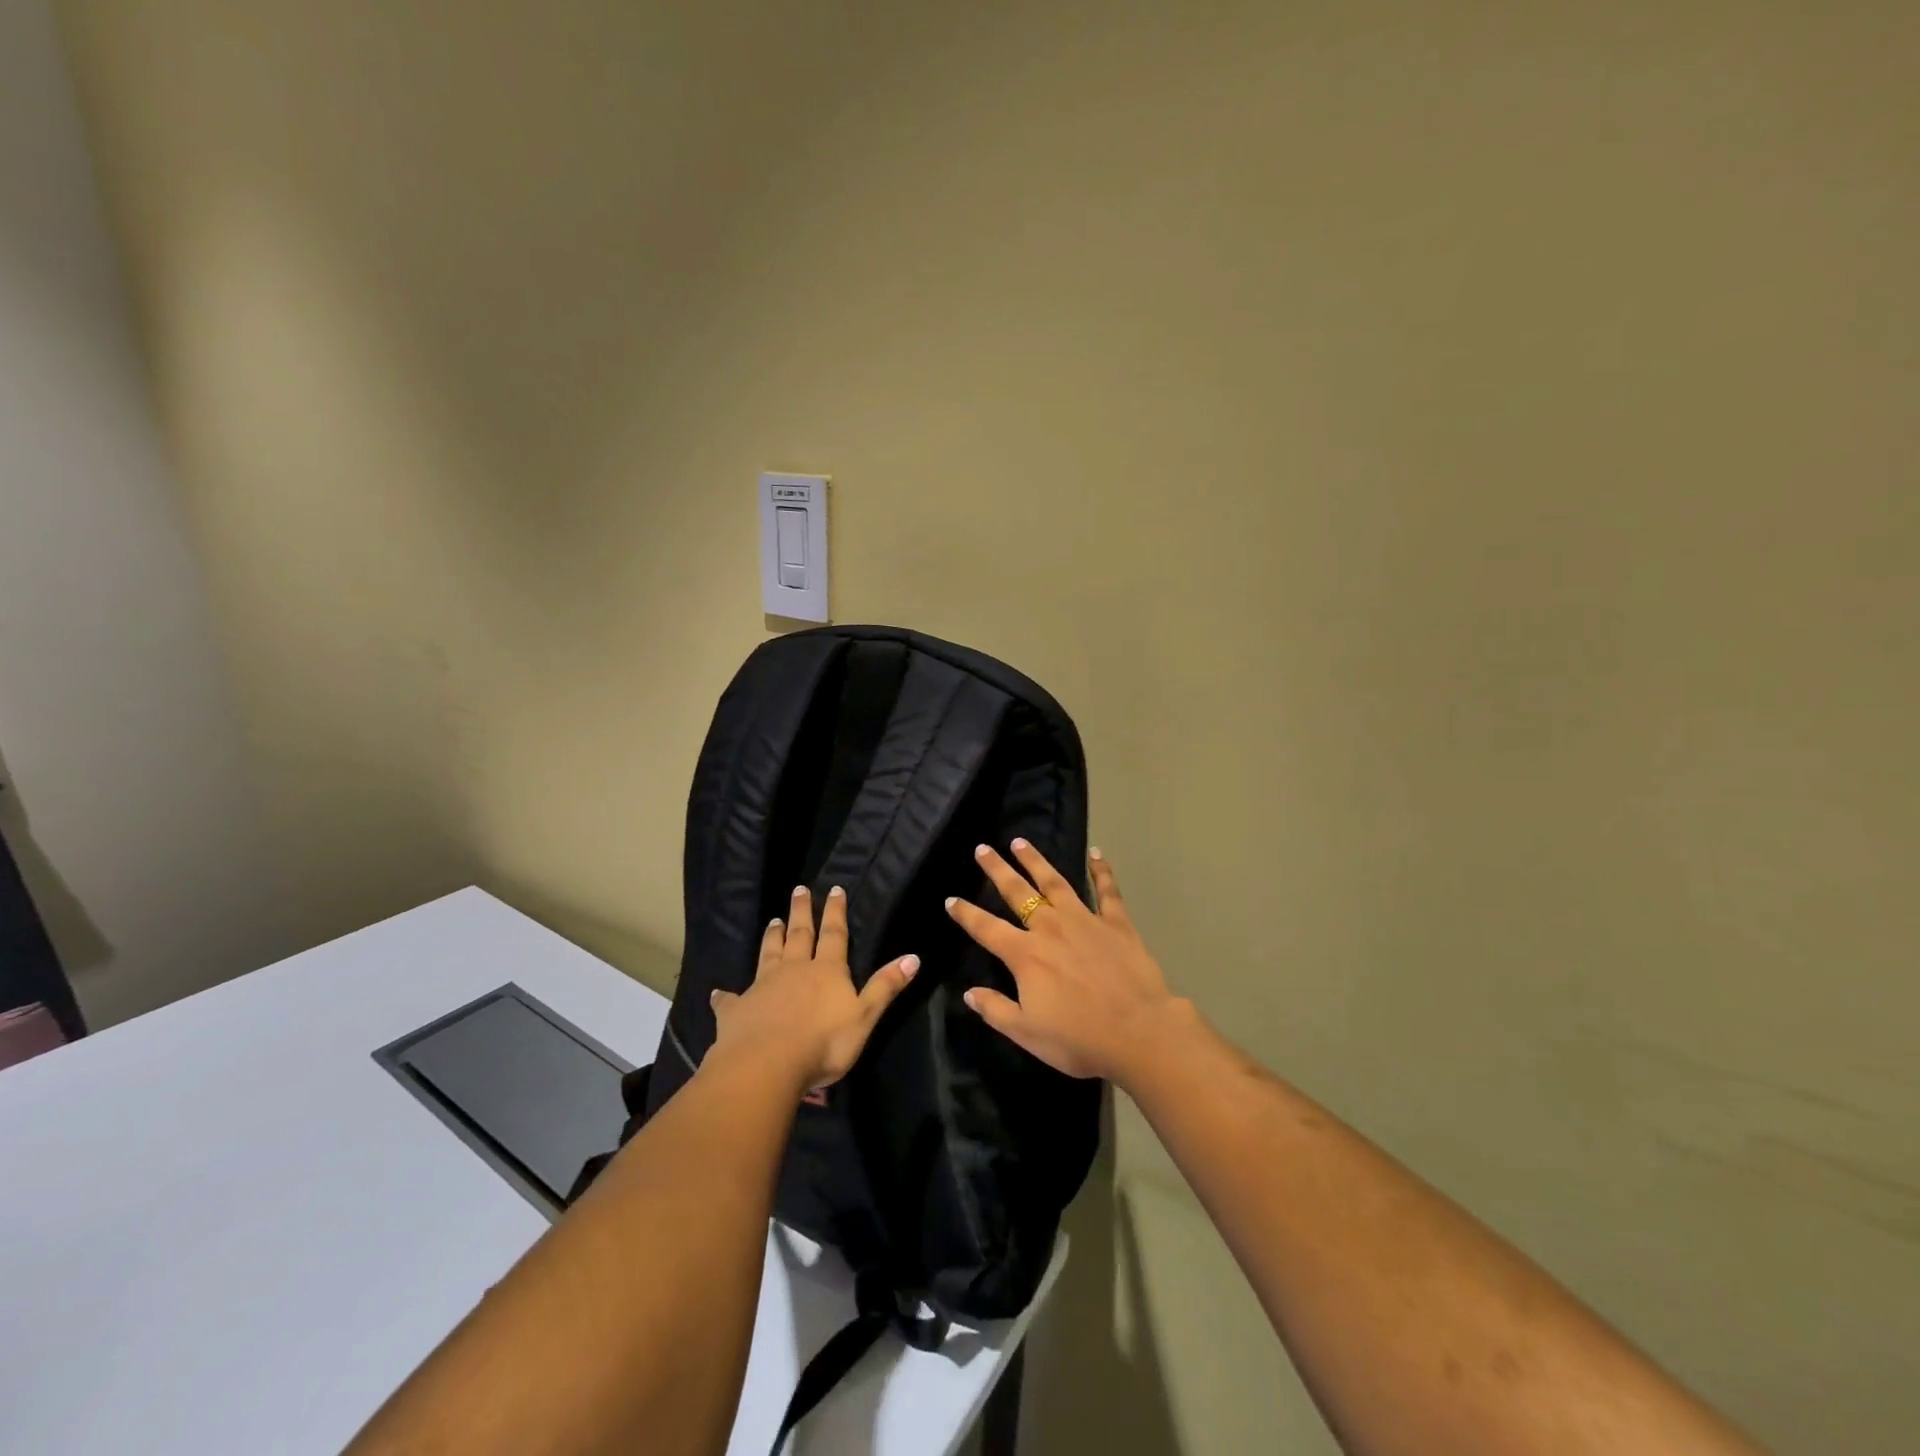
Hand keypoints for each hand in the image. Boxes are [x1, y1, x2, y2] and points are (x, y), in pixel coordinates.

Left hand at [708, 884, 917, 1092]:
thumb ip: (885, 987)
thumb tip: (913, 956)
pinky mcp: (736, 1010)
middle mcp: (794, 970)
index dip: (835, 912)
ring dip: (772, 937)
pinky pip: (730, 999)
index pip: (834, 934)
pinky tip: (718, 993)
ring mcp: (762, 987)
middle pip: (799, 935)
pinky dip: (725, 995)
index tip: (834, 889)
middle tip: (799, 889)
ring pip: (769, 954)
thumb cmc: (823, 1044)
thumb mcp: (864, 1017)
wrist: (766, 1066)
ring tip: (773, 920)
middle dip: (801, 912)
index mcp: (826, 971)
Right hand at [947, 842, 1182, 1082]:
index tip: (951, 899)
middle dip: (997, 870)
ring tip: (1020, 842)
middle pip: (1018, 892)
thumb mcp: (1027, 1034)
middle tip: (982, 848)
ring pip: (1055, 882)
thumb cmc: (1079, 1038)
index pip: (986, 928)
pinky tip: (1096, 853)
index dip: (966, 914)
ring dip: (1036, 861)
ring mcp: (1085, 920)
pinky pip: (1107, 890)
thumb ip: (995, 1010)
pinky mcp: (1116, 923)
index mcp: (1025, 955)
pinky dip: (1101, 870)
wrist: (1139, 1032)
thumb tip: (969, 993)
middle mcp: (1050, 928)